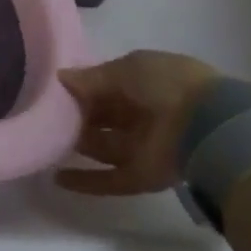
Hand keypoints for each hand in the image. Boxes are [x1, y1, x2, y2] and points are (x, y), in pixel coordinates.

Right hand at [57, 50, 222, 196]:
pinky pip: (108, 180)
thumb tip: (61, 78)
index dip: (81, 88)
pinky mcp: (140, 177)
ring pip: (102, 147)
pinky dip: (85, 181)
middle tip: (45, 116)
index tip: (53, 91)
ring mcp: (141, 147)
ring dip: (77, 145)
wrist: (205, 125)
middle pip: (102, 117)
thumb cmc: (166, 84)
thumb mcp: (127, 69)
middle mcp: (141, 114)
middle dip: (76, 117)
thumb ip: (92, 77)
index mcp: (143, 83)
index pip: (105, 86)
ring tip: (45, 141)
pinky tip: (57, 178)